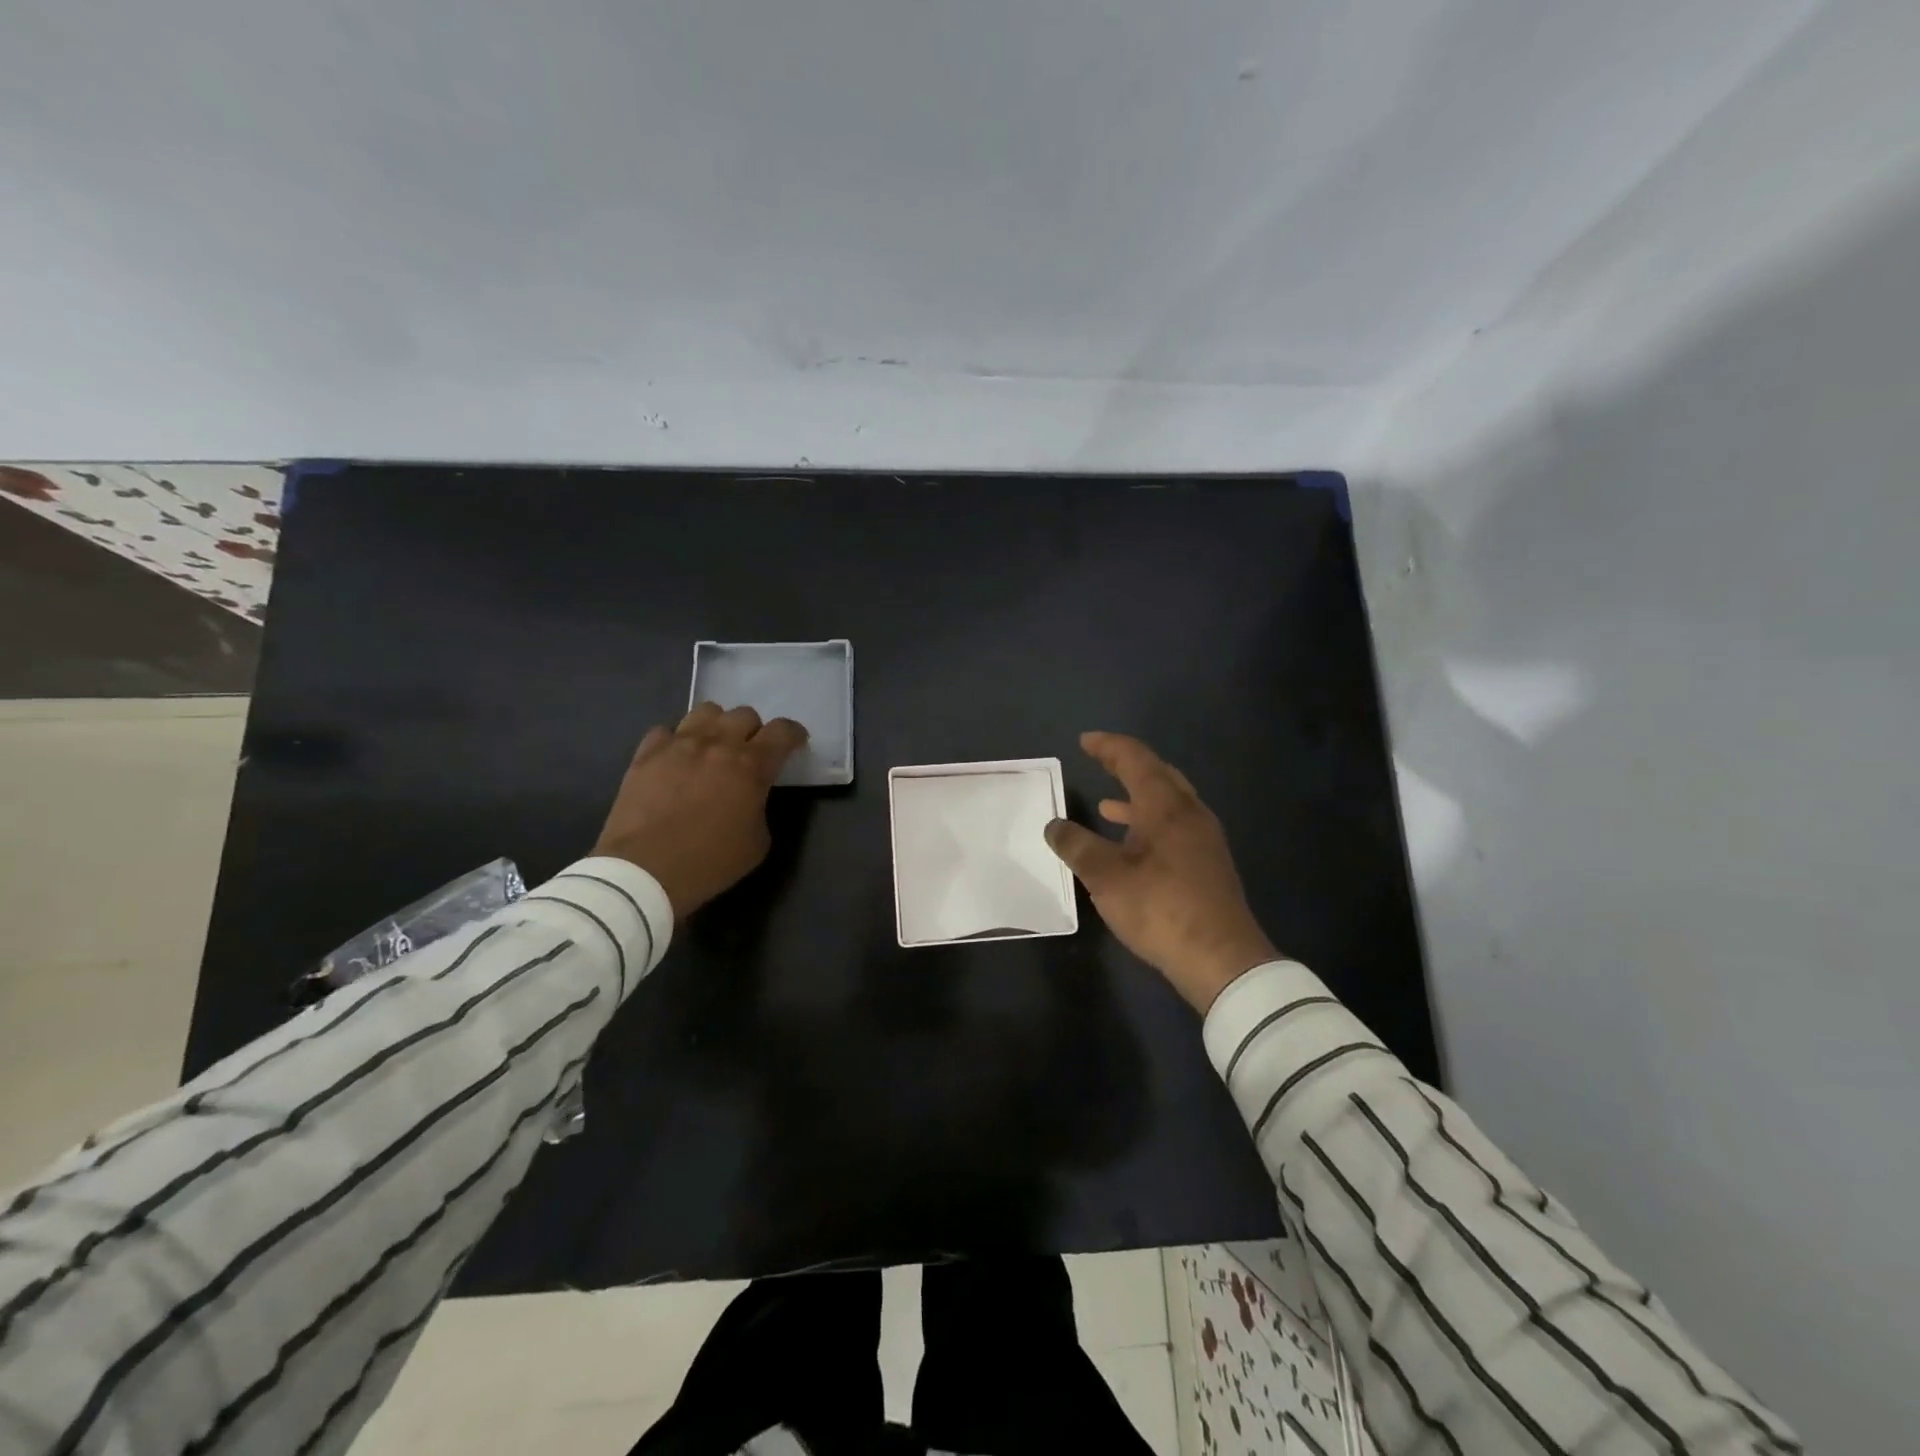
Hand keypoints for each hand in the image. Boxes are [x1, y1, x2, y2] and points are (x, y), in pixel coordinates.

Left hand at [593, 703, 808, 918]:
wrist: (645, 871)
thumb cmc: (710, 862)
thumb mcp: (758, 843)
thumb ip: (760, 807)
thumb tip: (750, 797)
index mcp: (751, 766)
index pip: (782, 732)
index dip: (794, 734)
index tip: (795, 743)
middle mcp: (717, 744)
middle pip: (744, 714)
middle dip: (753, 731)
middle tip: (749, 753)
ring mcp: (679, 744)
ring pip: (706, 711)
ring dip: (717, 726)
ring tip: (712, 747)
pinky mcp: (646, 753)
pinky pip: (666, 731)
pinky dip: (676, 741)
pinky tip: (675, 760)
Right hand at [1045, 732, 1277, 1011]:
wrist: (1222, 960)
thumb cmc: (1161, 909)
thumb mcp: (1106, 878)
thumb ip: (1077, 846)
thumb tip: (1054, 825)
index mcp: (1167, 807)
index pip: (1136, 760)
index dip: (1109, 747)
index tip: (1085, 741)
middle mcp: (1190, 814)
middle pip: (1159, 775)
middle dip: (1127, 765)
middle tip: (1100, 760)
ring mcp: (1204, 840)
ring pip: (1169, 803)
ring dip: (1138, 798)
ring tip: (1107, 804)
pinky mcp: (1208, 865)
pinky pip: (1175, 827)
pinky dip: (1149, 824)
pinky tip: (1132, 847)